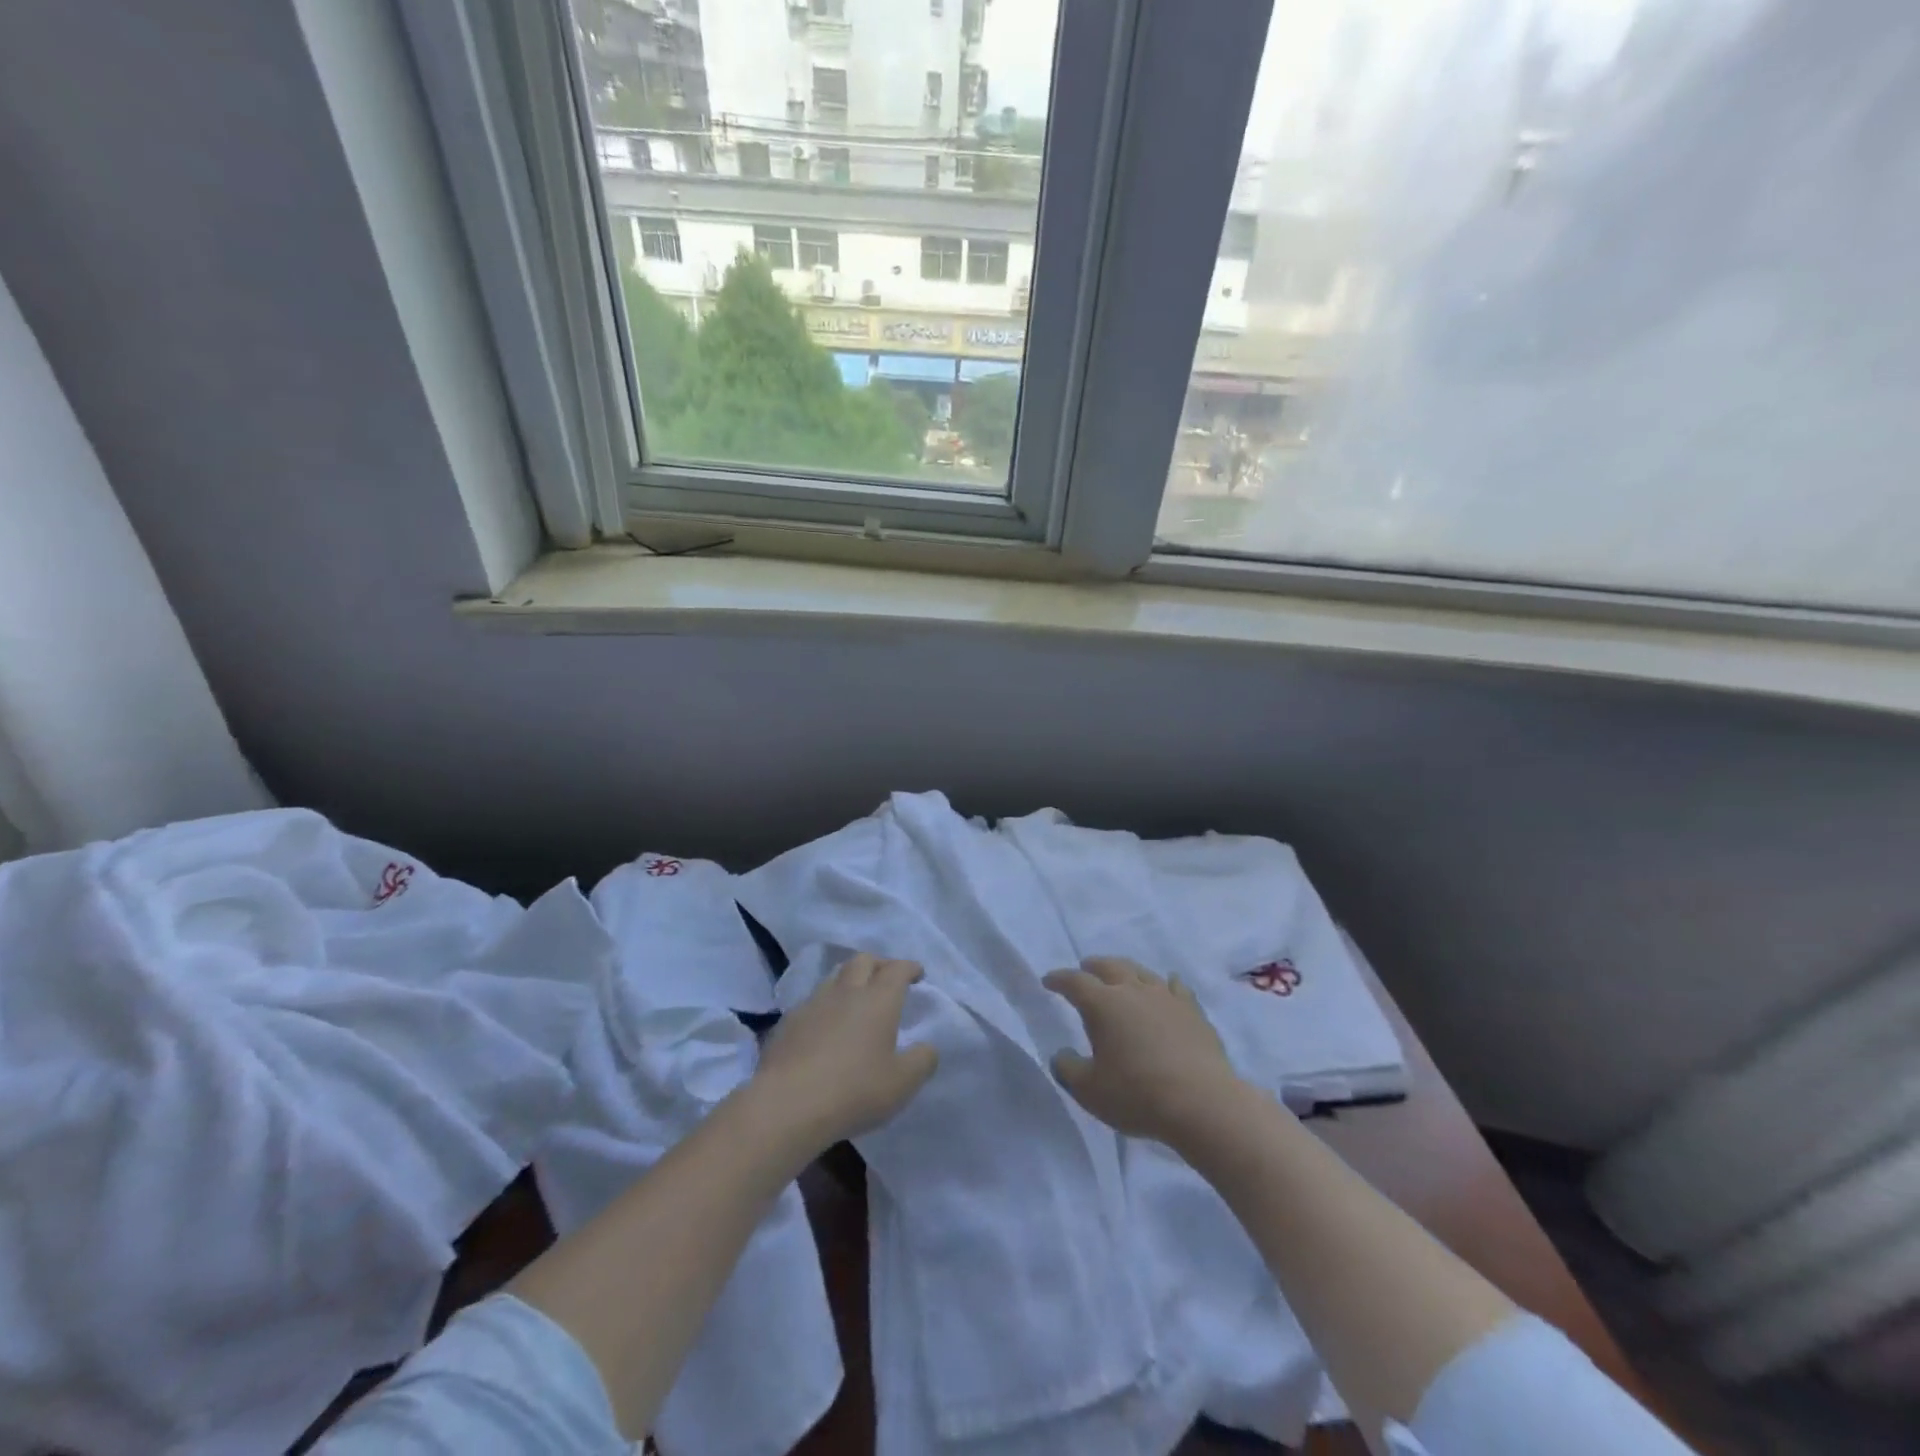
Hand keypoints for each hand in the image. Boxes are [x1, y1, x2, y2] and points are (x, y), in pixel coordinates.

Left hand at [754, 953, 938, 1149]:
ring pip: (834, 977)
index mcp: (878, 1000)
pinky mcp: (787, 1022)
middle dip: (879, 964)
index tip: (917, 973)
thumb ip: (922, 1060)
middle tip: (887, 979)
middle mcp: (846, 992)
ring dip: (849, 981)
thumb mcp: (902, 1083)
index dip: (909, 967)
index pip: (897, 969)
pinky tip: (825, 1026)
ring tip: (855, 1000)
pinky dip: (825, 1006)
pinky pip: (812, 1002)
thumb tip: (928, 1046)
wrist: (787, 1104)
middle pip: (863, 961)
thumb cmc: (854, 1090)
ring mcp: (813, 1003)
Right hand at [1045, 957, 1245, 1145]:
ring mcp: (1166, 997)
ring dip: (1126, 971)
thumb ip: (1068, 1069)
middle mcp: (1133, 991)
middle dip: (1093, 966)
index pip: (1074, 982)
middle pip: (1109, 967)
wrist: (1202, 1102)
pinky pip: (1176, 988)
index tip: (1048, 981)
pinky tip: (1168, 984)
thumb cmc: (1137, 1094)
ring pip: (1141, 972)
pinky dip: (1166, 984)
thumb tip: (1061, 1054)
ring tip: (1121, 976)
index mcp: (1103, 1004)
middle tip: (1085, 968)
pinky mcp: (1193, 1012)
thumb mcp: (1089, 1090)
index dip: (1059, 979)